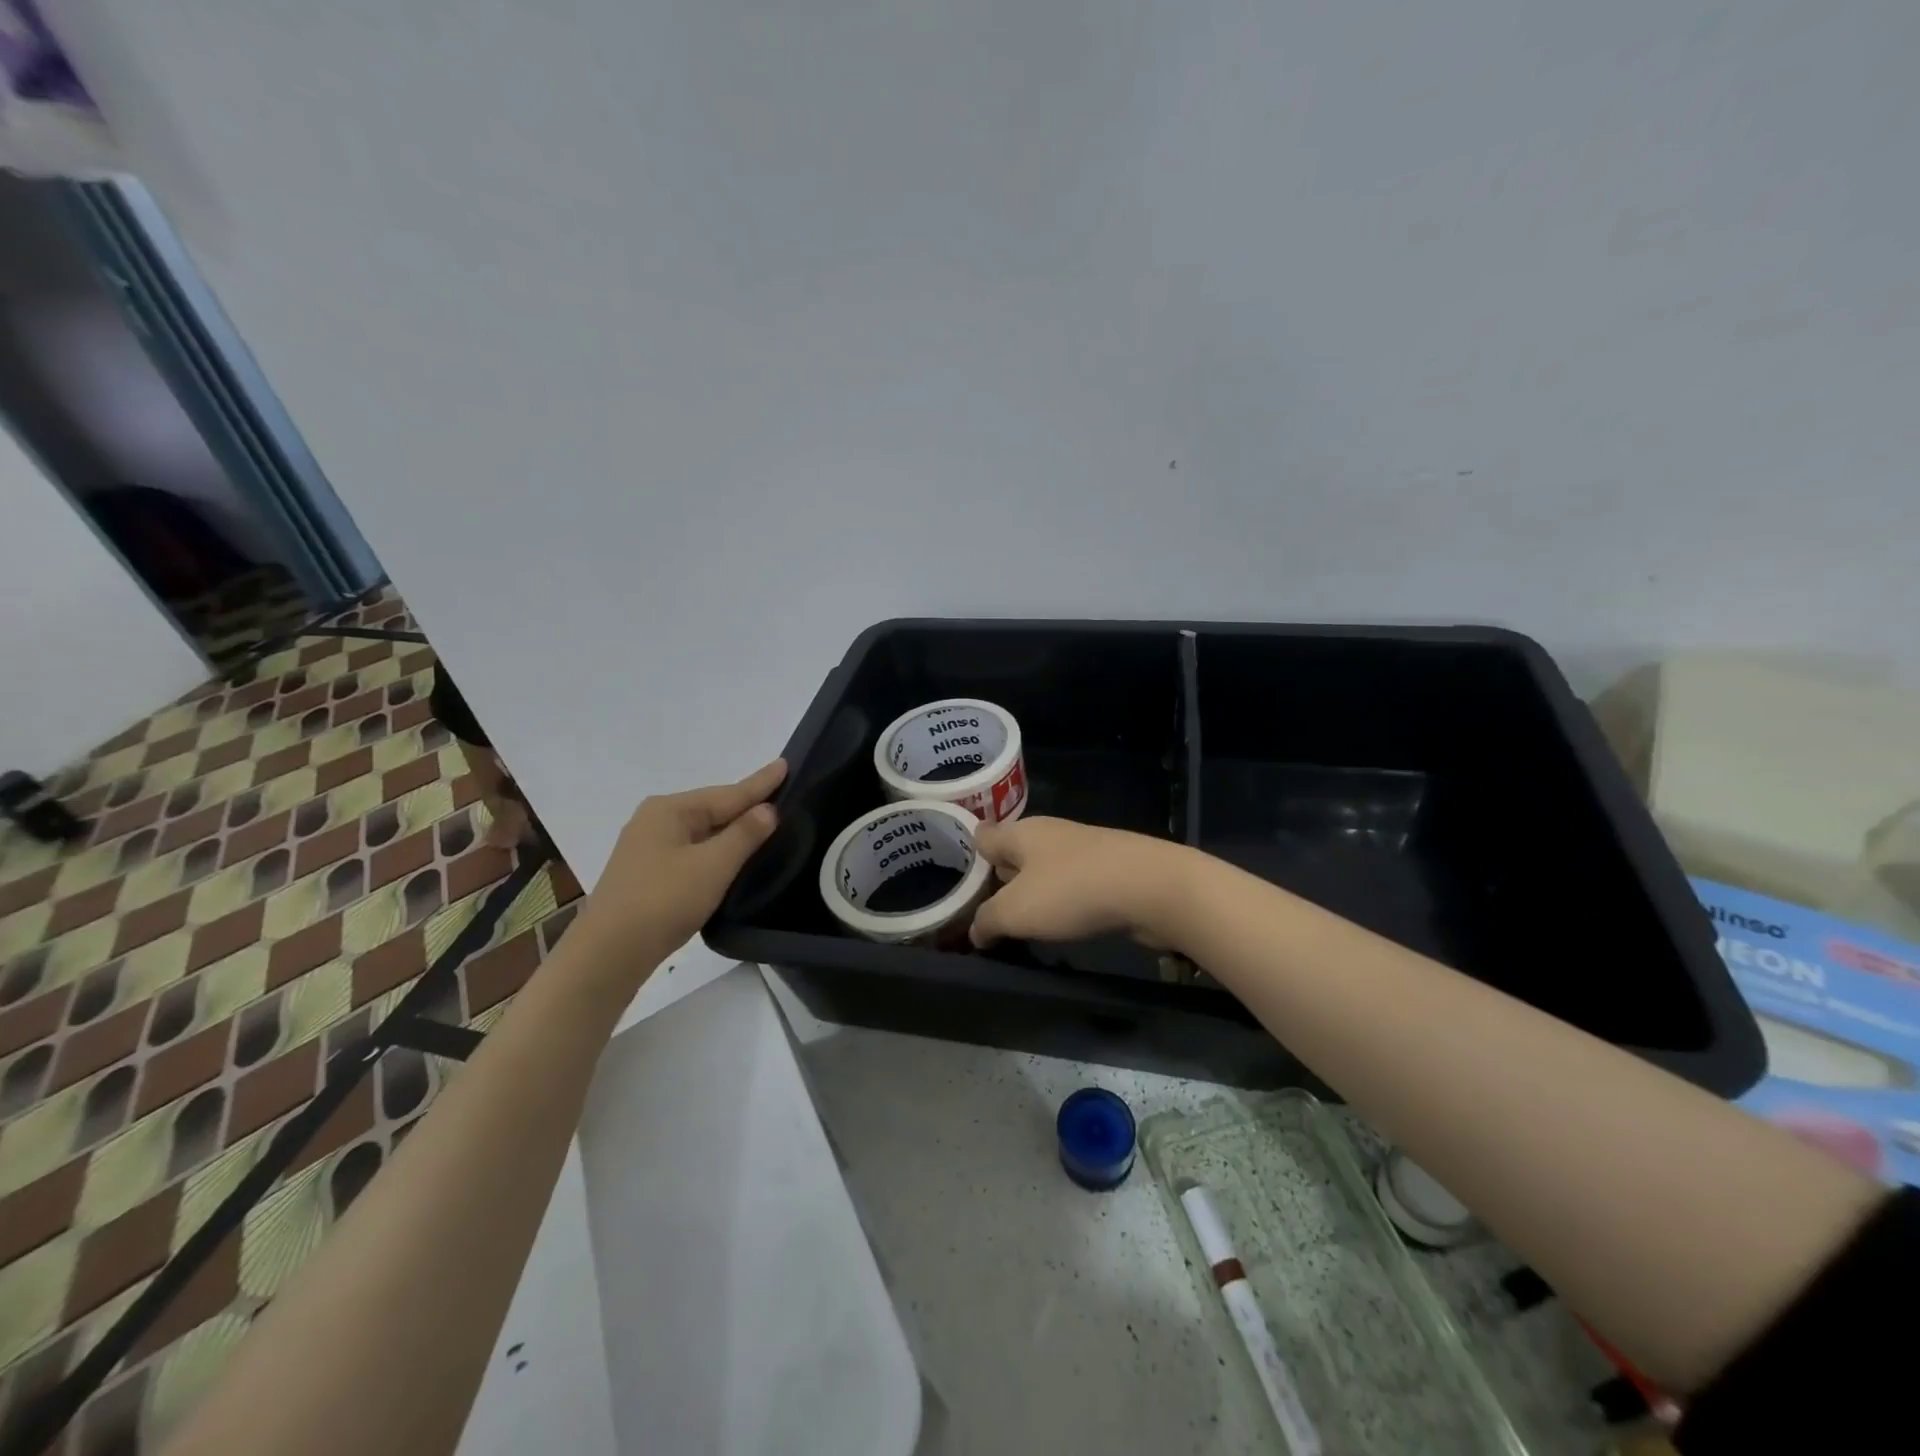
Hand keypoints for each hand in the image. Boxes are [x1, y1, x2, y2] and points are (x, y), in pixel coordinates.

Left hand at [568, 759, 786, 971]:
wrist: (609, 954)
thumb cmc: (664, 901)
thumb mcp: (713, 865)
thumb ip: (745, 834)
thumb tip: (768, 809)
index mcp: (669, 810)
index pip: (728, 793)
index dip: (761, 783)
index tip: (785, 764)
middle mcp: (655, 820)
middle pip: (713, 809)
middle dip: (746, 805)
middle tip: (783, 795)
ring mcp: (647, 848)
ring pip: (702, 832)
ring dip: (732, 830)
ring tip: (765, 824)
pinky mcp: (647, 875)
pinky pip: (692, 851)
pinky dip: (716, 850)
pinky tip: (731, 857)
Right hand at [968, 816, 1190, 947]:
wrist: (1151, 888)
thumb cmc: (1072, 891)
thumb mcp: (1015, 911)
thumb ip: (988, 920)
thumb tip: (975, 930)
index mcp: (1021, 833)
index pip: (983, 836)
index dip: (970, 855)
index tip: (959, 878)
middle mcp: (1049, 834)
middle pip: (1014, 852)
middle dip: (1000, 877)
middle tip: (985, 908)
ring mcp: (1083, 850)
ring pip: (1045, 869)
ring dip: (1034, 892)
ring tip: (1021, 921)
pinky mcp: (1110, 869)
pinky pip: (1073, 884)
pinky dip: (1064, 901)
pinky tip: (1063, 923)